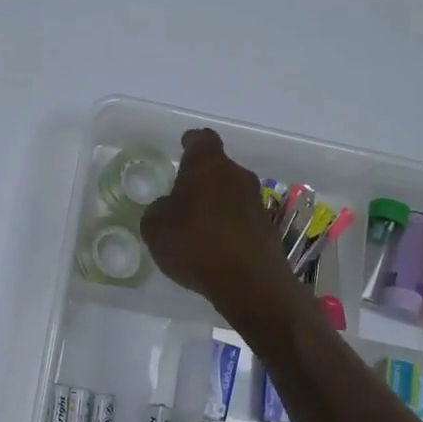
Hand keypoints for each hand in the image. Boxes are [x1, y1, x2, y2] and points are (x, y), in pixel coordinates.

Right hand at [140, 129, 307, 329]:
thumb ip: (158, 210)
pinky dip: (228, 227)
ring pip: (231, 194)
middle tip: (182, 197)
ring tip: (196, 227)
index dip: (191, 142)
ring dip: (216, 204)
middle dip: (201, 180)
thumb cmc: (194, 243)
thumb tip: (168, 208)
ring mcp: (256, 202)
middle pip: (218, 168)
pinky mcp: (267, 228)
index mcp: (207, 165)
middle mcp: (236, 176)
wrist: (248, 282)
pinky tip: (213, 248)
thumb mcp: (155, 227)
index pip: (202, 139)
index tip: (183, 147)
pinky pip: (241, 219)